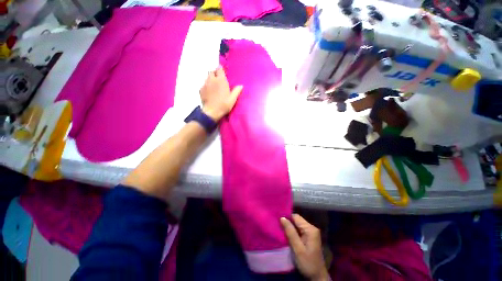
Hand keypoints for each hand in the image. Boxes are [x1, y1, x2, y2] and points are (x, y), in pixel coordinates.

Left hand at [199, 67, 242, 121]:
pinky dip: (207, 85)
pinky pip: (204, 84)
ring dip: (211, 79)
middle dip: (215, 73)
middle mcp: (212, 80)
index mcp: (221, 80)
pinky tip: (209, 91)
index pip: (219, 69)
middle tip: (219, 79)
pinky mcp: (201, 90)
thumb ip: (237, 91)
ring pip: (207, 77)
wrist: (212, 112)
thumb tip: (241, 86)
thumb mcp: (233, 99)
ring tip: (214, 85)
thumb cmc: (224, 105)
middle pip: (212, 71)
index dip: (221, 70)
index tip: (223, 73)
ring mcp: (205, 84)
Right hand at [280, 214, 328, 280]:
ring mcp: (311, 233)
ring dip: (289, 228)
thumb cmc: (308, 263)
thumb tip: (282, 217)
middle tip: (278, 226)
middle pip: (296, 220)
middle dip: (288, 223)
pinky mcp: (309, 237)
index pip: (296, 217)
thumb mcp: (297, 248)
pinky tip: (286, 235)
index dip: (287, 218)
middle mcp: (311, 228)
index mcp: (310, 229)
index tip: (277, 221)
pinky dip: (292, 232)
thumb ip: (290, 232)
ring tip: (280, 230)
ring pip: (297, 225)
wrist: (317, 277)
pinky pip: (298, 230)